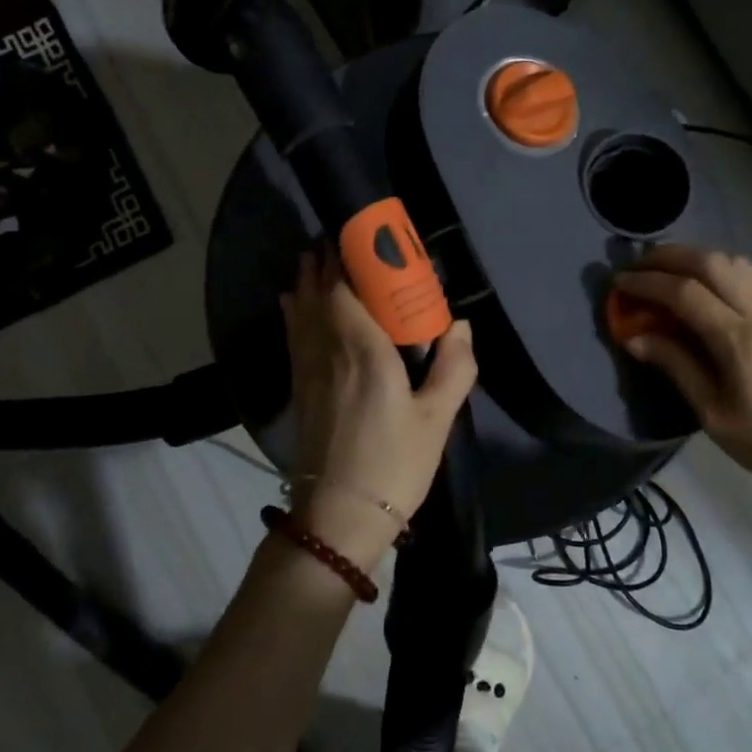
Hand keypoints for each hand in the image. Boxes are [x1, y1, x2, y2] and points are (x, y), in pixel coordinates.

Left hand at [281, 251, 476, 569]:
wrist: (338, 517)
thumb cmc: (393, 464)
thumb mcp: (437, 419)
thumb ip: (454, 368)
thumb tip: (459, 326)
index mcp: (363, 350)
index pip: (345, 288)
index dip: (346, 257)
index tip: (358, 234)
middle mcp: (328, 350)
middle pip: (318, 293)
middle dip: (324, 262)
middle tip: (337, 238)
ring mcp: (307, 370)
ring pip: (301, 311)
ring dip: (306, 280)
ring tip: (313, 257)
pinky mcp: (299, 389)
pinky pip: (292, 334)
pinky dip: (293, 310)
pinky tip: (292, 301)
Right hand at [615, 244, 751, 515]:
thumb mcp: (714, 415)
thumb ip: (675, 366)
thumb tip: (634, 336)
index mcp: (740, 342)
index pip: (686, 293)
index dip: (647, 282)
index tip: (618, 283)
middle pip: (713, 262)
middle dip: (670, 256)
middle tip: (638, 265)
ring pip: (736, 263)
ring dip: (697, 257)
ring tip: (666, 270)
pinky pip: (750, 278)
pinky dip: (718, 269)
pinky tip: (701, 286)